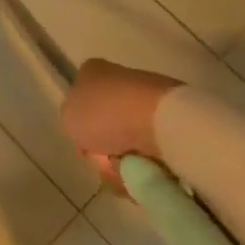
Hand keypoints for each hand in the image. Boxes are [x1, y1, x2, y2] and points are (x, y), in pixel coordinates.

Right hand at [61, 59, 182, 192]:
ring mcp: (150, 98)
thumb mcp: (68, 118)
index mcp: (92, 71)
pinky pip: (157, 149)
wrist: (158, 120)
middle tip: (109, 164)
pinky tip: (152, 171)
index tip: (87, 146)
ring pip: (132, 140)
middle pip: (107, 124)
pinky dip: (153, 164)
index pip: (81, 99)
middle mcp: (120, 79)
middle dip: (107, 149)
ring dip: (129, 161)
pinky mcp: (176, 119)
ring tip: (132, 172)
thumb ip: (73, 121)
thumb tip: (89, 131)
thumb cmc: (105, 113)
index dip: (82, 127)